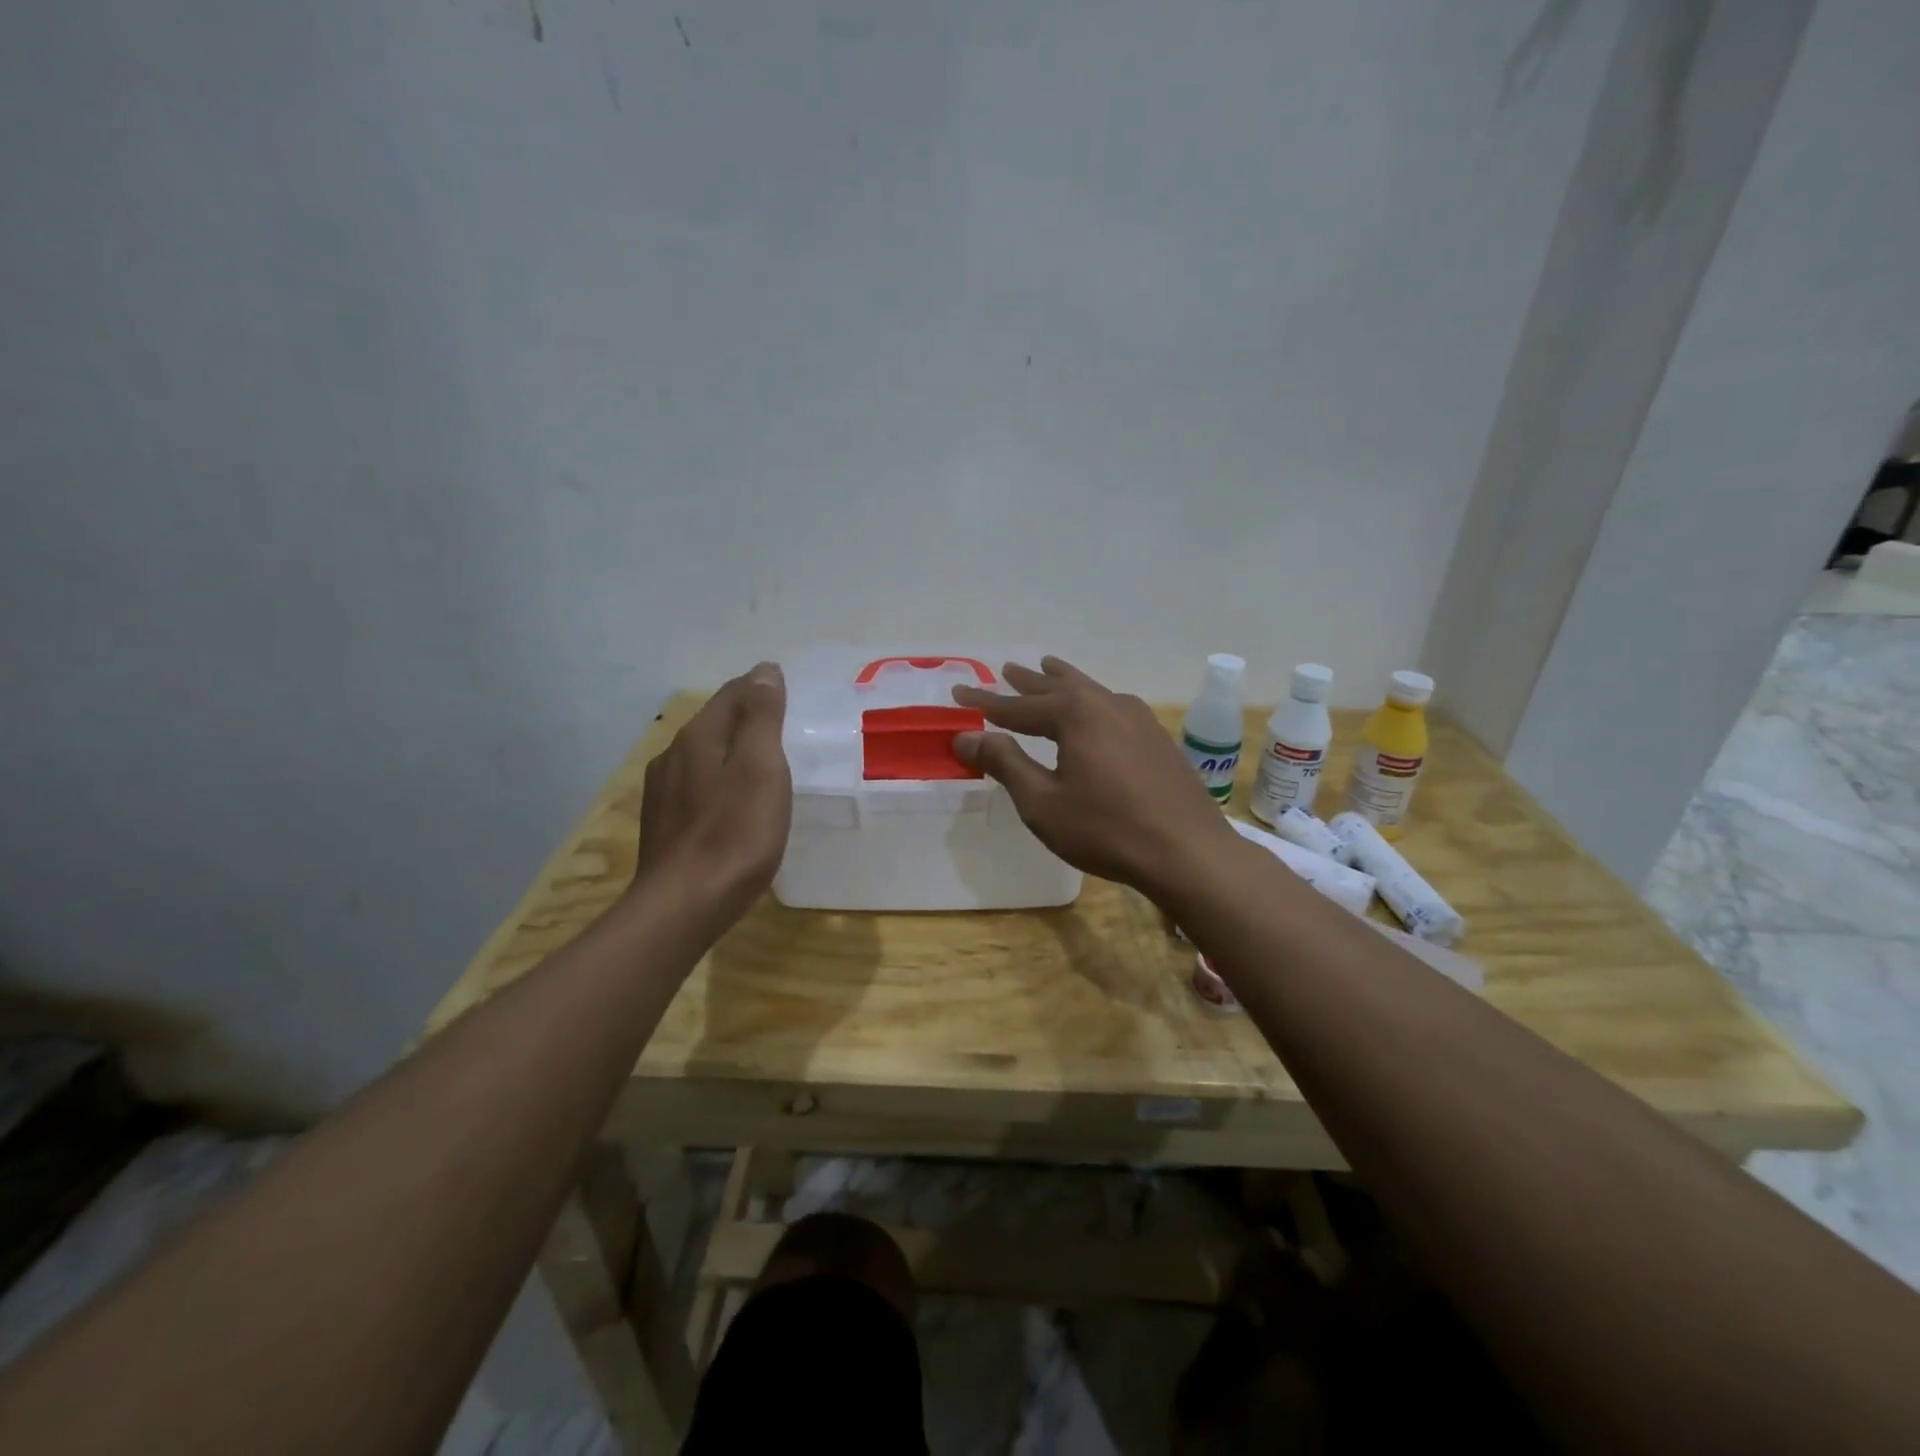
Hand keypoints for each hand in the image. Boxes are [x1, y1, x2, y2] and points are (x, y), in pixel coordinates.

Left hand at [633, 662, 791, 922]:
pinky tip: (734, 802)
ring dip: (732, 750)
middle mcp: (673, 755)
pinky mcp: (664, 824)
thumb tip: (764, 670)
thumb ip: (762, 717)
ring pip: (704, 755)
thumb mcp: (761, 769)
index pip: (731, 694)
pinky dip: (720, 780)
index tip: (788, 690)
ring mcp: (663, 791)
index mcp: (698, 737)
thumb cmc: (734, 834)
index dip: (760, 687)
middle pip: (715, 722)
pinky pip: (697, 785)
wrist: (684, 906)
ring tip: (764, 762)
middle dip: (747, 717)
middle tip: (783, 725)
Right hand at [952, 657, 1242, 898]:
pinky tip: (1097, 709)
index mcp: (1074, 714)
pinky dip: (1091, 700)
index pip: (1016, 705)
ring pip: (1089, 691)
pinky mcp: (1157, 737)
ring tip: (1048, 668)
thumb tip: (966, 736)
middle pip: (1056, 687)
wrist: (1188, 851)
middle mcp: (1106, 704)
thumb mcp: (1042, 802)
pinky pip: (1112, 706)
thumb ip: (1005, 764)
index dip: (984, 701)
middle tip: (1005, 670)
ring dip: (1063, 682)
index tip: (958, 691)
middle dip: (1027, 682)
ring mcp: (1138, 718)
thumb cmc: (1106, 829)